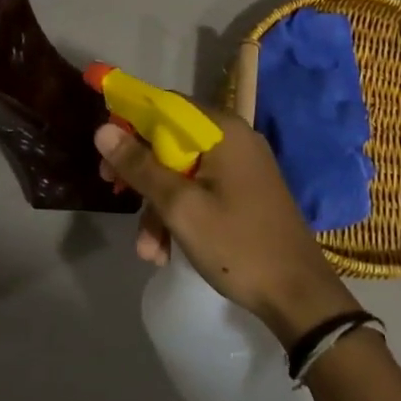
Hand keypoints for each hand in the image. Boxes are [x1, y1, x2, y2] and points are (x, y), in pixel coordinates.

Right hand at [96, 111, 358, 345]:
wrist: (298, 296)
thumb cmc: (237, 245)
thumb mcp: (180, 207)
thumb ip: (140, 166)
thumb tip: (102, 129)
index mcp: (222, 131)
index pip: (165, 104)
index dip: (130, 121)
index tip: (106, 150)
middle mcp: (233, 140)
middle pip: (170, 140)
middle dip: (141, 174)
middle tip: (114, 192)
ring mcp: (241, 168)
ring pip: (181, 172)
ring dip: (157, 207)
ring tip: (147, 250)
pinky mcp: (243, 193)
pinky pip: (200, 191)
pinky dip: (179, 216)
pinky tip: (165, 252)